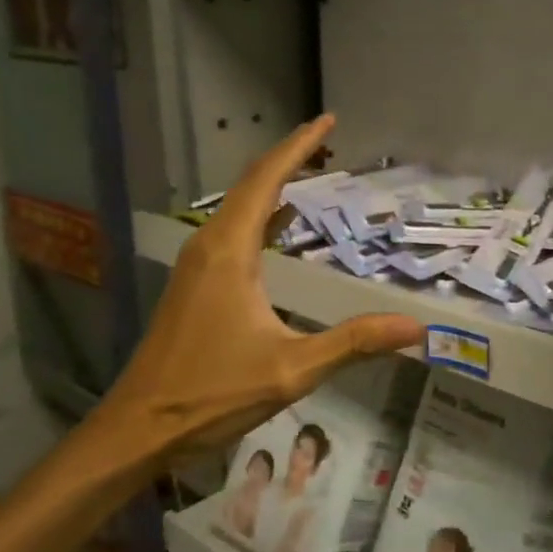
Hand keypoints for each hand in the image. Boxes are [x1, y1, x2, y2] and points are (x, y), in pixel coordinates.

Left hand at [80, 115, 423, 480]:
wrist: (137, 430)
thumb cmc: (211, 394)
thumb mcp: (292, 369)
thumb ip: (354, 342)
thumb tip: (415, 327)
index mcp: (229, 252)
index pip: (267, 180)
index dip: (299, 146)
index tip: (329, 121)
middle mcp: (209, 246)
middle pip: (251, 185)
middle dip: (290, 158)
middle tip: (329, 142)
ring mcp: (196, 265)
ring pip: (238, 207)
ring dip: (274, 185)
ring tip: (312, 172)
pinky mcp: (194, 284)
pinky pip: (232, 231)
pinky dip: (262, 215)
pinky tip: (280, 226)